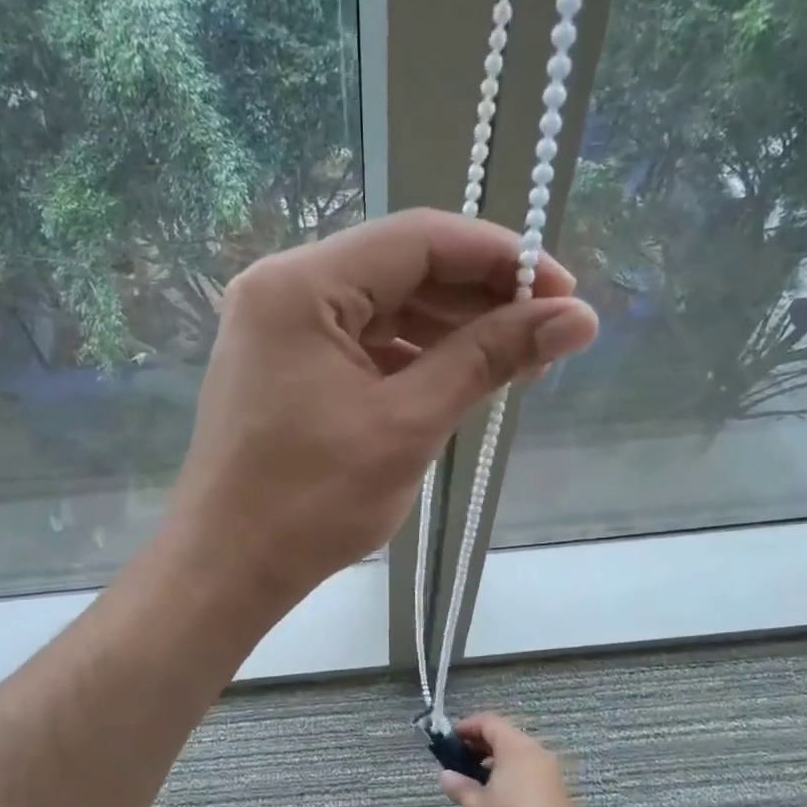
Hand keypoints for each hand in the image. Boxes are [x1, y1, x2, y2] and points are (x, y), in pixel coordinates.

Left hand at [166, 209, 598, 604]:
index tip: (563, 293)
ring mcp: (276, 326)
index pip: (418, 239)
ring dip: (448, 328)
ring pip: (381, 305)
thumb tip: (579, 317)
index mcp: (300, 285)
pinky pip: (358, 339)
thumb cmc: (310, 503)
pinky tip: (456, 376)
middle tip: (546, 333)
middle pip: (399, 267)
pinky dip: (409, 354)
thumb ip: (489, 358)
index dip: (500, 258)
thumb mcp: (408, 424)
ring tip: (513, 360)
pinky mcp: (281, 362)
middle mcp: (281, 288)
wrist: (227, 568)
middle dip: (477, 297)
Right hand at [440, 714, 583, 806]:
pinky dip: (513, 777)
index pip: (490, 722)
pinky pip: (531, 774)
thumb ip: (460, 786)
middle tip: (460, 761)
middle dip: (481, 745)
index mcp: (517, 749)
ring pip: (520, 756)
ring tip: (476, 782)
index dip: (467, 727)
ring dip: (497, 762)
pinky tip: (498, 799)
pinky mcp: (559, 797)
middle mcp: (539, 755)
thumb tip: (447, 776)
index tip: (450, 741)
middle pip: (507, 736)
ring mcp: (552, 776)